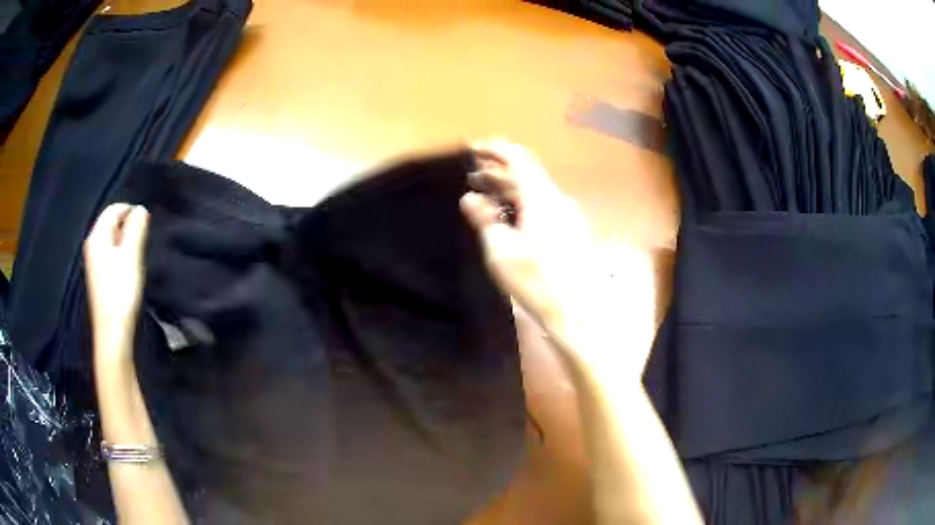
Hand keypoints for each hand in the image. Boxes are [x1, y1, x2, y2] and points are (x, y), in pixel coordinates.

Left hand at [84, 204, 149, 361]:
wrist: (112, 332)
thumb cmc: (121, 292)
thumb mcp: (131, 256)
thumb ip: (136, 228)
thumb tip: (141, 210)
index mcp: (97, 237)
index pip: (114, 209)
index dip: (131, 210)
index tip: (146, 224)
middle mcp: (92, 245)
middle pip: (111, 223)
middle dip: (128, 226)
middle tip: (143, 241)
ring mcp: (94, 262)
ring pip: (111, 239)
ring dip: (126, 242)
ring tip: (137, 256)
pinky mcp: (99, 276)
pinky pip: (110, 253)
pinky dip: (121, 254)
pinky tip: (129, 269)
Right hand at [460, 139, 595, 329]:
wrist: (577, 310)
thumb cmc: (536, 280)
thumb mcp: (501, 250)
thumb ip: (485, 219)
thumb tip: (470, 198)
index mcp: (541, 197)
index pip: (517, 158)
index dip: (493, 149)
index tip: (471, 148)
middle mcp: (557, 199)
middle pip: (525, 173)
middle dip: (497, 170)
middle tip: (470, 175)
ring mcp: (566, 215)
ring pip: (533, 190)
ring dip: (507, 188)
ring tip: (482, 194)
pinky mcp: (569, 230)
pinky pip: (541, 205)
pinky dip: (519, 202)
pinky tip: (506, 216)